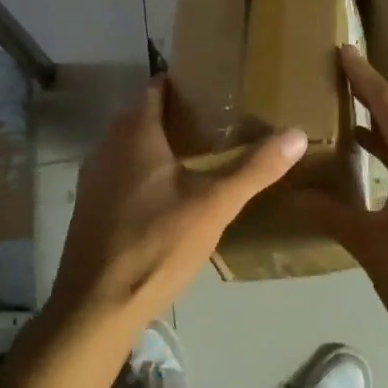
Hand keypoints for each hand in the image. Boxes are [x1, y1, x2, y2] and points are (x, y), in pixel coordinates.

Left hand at [48, 77, 305, 339]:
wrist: (98, 304)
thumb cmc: (157, 244)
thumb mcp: (215, 205)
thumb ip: (255, 169)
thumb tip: (297, 133)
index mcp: (135, 136)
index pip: (155, 89)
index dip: (181, 83)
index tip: (211, 86)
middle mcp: (107, 148)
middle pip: (141, 117)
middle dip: (173, 114)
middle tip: (214, 121)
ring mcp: (93, 179)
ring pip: (128, 147)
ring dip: (156, 145)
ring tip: (195, 155)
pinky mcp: (90, 208)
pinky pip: (119, 173)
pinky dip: (142, 172)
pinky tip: (166, 195)